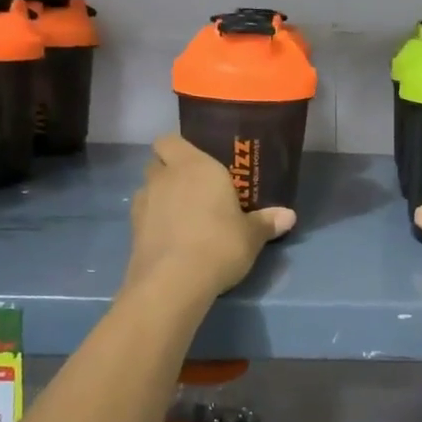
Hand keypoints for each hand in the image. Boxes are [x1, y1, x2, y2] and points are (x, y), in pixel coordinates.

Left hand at [125, 135, 295, 297]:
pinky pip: (144, 216)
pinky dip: (154, 222)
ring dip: (161, 198)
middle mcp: (165, 177)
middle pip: (159, 163)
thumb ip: (266, 222)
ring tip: (184, 218)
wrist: (173, 282)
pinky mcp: (132, 230)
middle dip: (171, 172)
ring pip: (149, 190)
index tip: (197, 163)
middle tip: (195, 190)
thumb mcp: (251, 235)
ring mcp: (143, 203)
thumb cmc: (220, 243)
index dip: (179, 149)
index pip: (171, 139)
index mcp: (195, 166)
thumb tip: (289, 216)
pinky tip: (173, 239)